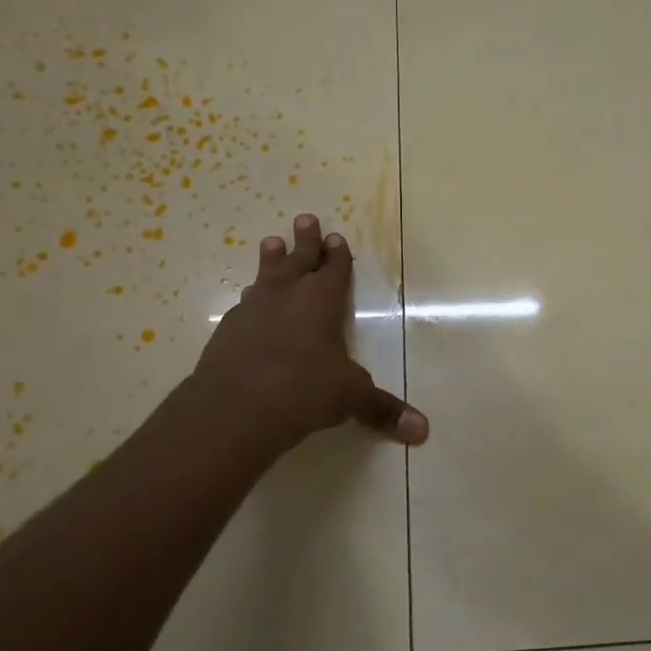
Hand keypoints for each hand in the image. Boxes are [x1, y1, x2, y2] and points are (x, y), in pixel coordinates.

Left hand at [194, 214, 427, 451]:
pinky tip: (248, 303)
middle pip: (298, 259)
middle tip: (304, 219)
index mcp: (322, 301)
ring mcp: (252, 310)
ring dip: (271, 260)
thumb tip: (423, 431)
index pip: (333, 269)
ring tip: (271, 243)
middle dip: (305, 240)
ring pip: (265, 276)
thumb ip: (383, 410)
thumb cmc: (303, 391)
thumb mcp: (350, 398)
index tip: (336, 237)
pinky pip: (244, 304)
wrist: (234, 408)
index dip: (337, 255)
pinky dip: (251, 299)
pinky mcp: (227, 330)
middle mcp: (287, 296)